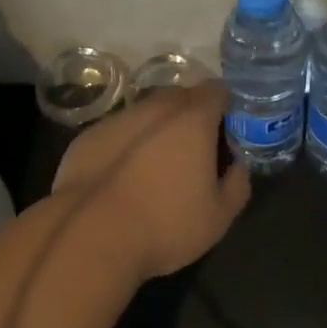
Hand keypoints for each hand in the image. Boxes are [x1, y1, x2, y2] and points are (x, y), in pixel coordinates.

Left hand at [53, 80, 250, 280]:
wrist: (88, 236)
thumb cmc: (164, 224)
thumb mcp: (218, 217)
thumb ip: (237, 184)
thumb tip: (237, 166)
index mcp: (192, 118)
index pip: (217, 91)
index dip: (227, 107)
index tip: (229, 132)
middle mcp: (155, 108)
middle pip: (181, 97)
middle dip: (193, 115)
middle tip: (197, 150)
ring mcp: (118, 119)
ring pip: (147, 113)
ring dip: (158, 130)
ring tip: (158, 167)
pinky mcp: (88, 137)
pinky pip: (119, 133)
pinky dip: (128, 146)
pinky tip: (123, 178)